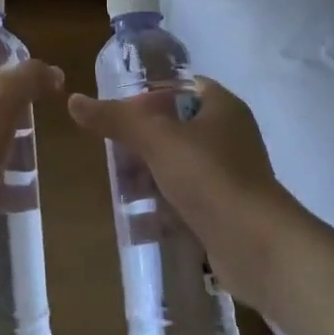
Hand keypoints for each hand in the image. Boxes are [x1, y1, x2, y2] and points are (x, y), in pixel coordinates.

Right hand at [67, 78, 308, 307]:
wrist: (258, 247)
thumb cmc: (210, 177)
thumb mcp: (156, 139)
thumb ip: (116, 119)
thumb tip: (75, 101)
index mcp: (222, 108)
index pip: (181, 87)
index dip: (150, 95)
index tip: (120, 114)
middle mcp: (230, 137)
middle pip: (176, 129)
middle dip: (143, 143)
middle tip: (113, 155)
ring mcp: (230, 177)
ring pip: (180, 168)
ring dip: (150, 177)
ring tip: (120, 189)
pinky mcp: (227, 213)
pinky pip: (188, 202)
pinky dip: (164, 208)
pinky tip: (139, 220)